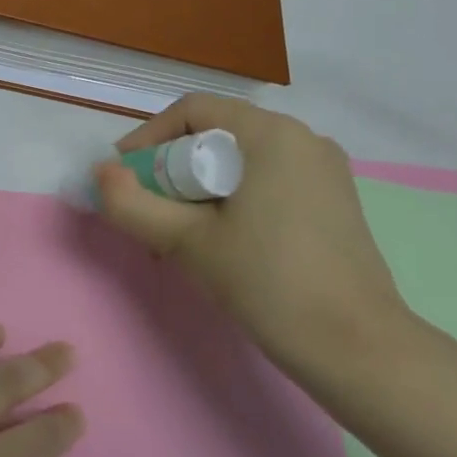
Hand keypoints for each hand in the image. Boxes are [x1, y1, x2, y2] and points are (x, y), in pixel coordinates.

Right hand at [95, 95, 412, 387]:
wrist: (355, 346)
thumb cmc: (267, 281)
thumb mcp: (187, 242)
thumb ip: (133, 204)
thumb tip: (101, 173)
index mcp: (271, 134)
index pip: (193, 110)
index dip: (148, 137)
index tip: (123, 176)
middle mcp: (305, 139)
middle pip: (218, 135)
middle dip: (173, 167)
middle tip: (148, 210)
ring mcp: (326, 171)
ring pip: (243, 161)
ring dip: (201, 187)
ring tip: (179, 231)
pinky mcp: (335, 202)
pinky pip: (270, 181)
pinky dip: (234, 198)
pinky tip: (223, 240)